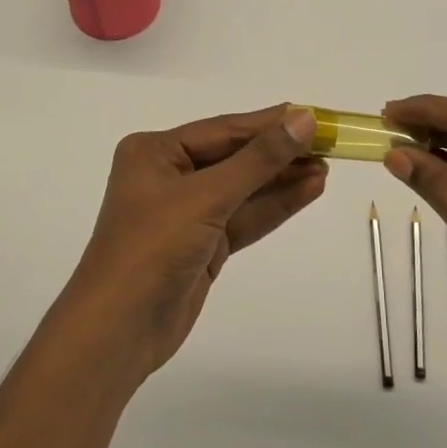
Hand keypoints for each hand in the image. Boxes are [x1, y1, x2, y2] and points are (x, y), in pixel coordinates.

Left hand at [67, 105, 325, 376]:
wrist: (118, 332)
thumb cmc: (153, 248)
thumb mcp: (207, 197)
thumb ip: (258, 160)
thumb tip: (303, 119)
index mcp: (155, 151)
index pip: (223, 130)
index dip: (269, 123)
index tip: (311, 115)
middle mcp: (169, 175)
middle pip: (234, 157)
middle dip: (279, 153)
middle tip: (328, 143)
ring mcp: (186, 212)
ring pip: (243, 189)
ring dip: (282, 180)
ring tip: (326, 167)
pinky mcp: (202, 244)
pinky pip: (243, 217)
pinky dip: (274, 206)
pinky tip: (308, 191)